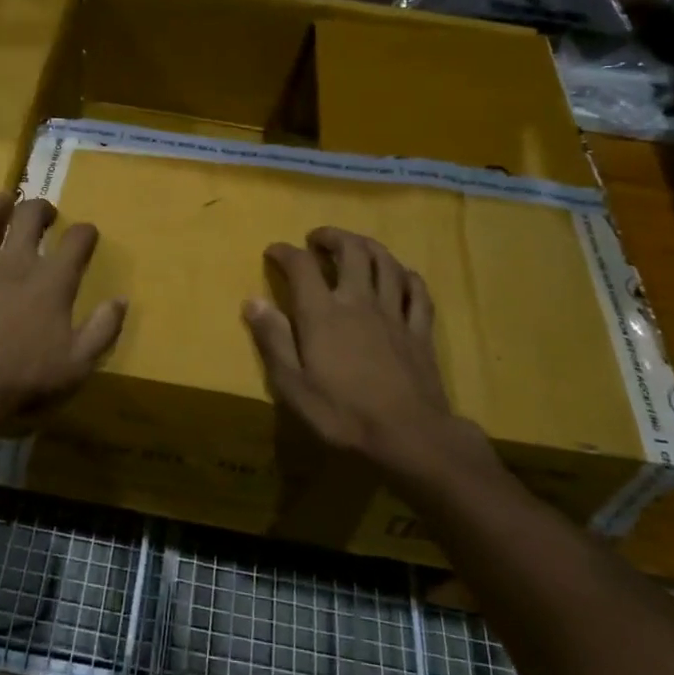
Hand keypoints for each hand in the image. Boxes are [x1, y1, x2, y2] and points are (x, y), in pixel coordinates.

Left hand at [0, 193, 126, 440]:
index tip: (88, 236)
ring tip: (1, 201)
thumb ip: (103, 329)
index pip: (77, 240)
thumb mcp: (77, 365)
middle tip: (45, 214)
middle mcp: (13, 264)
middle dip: (41, 208)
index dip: (86, 233)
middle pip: (29, 217)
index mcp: (49, 281)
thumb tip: (121, 299)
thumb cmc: (23, 381)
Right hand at [245, 227, 488, 477]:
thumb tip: (253, 301)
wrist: (410, 437)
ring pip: (386, 262)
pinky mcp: (420, 330)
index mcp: (323, 313)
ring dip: (368, 246)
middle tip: (317, 240)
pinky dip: (405, 275)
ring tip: (355, 247)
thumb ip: (273, 340)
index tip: (274, 252)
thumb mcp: (293, 385)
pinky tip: (400, 276)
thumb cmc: (343, 414)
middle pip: (351, 250)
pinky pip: (417, 290)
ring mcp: (394, 313)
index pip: (302, 266)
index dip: (285, 252)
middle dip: (331, 237)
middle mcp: (359, 301)